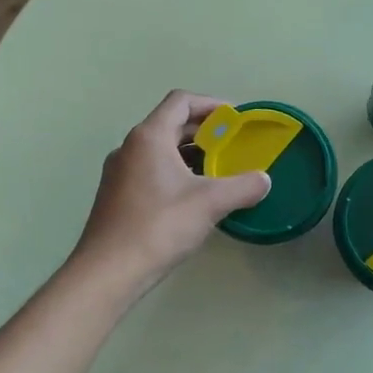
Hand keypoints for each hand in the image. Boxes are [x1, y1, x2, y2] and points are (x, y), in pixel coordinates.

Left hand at [72, 91, 270, 297]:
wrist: (108, 271)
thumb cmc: (159, 227)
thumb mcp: (210, 203)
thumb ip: (243, 187)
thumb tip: (265, 180)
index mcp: (149, 137)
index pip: (181, 101)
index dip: (211, 104)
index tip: (235, 120)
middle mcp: (130, 147)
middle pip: (170, 124)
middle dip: (204, 131)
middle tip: (233, 146)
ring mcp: (119, 172)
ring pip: (160, 149)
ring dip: (190, 153)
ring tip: (219, 171)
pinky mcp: (116, 195)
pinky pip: (151, 170)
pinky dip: (175, 172)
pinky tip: (193, 197)